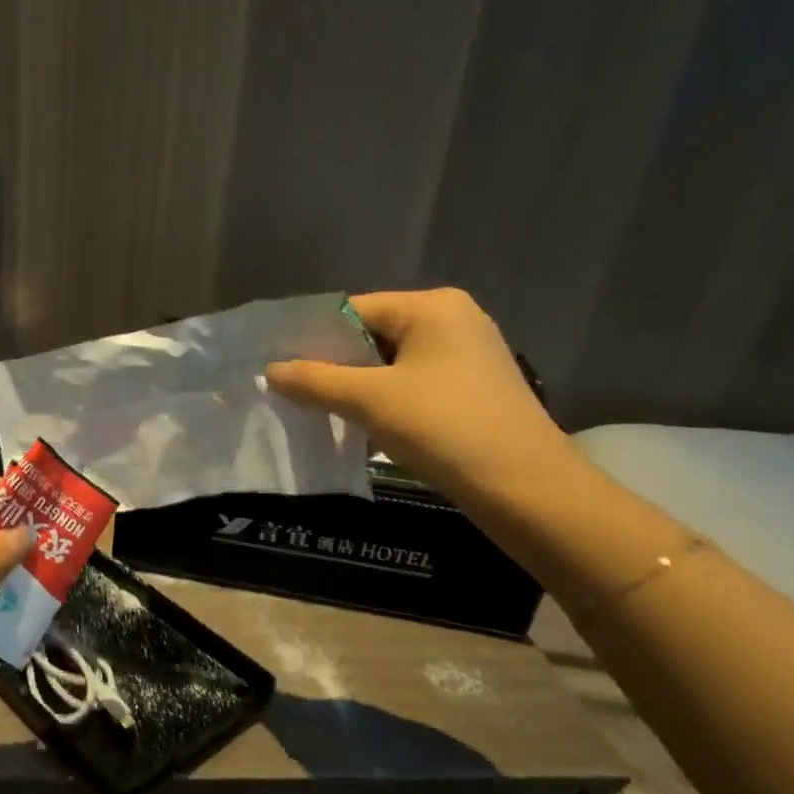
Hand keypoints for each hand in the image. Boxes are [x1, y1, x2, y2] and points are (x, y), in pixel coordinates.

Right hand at [267, 288, 571, 497]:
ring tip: (318, 411)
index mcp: (432, 307)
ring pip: (390, 364)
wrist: (523, 486)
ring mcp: (466, 356)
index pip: (353, 310)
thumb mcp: (369, 400)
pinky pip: (411, 384)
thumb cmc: (443, 427)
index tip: (278, 366)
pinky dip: (383, 401)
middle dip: (332, 365)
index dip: (312, 338)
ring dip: (355, 387)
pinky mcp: (470, 389)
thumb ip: (315, 381)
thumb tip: (270, 370)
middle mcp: (453, 320)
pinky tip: (359, 427)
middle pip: (371, 335)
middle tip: (292, 392)